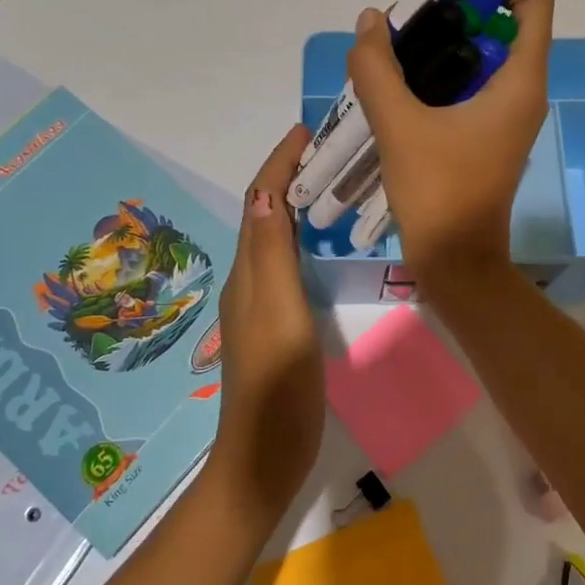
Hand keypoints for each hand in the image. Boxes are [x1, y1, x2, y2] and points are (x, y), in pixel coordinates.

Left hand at [209, 125, 325, 522]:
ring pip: (277, 238)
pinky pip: (288, 264)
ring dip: (298, 205)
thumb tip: (268, 194)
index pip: (259, 201)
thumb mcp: (278, 312)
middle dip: (290, 175)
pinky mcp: (279, 323)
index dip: (278, 163)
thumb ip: (273, 255)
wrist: (265, 454)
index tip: (306, 130)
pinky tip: (328, 246)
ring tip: (335, 185)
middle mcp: (250, 279)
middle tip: (331, 151)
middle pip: (266, 213)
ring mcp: (262, 303)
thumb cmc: (277, 384)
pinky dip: (305, 240)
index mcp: (248, 271)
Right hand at [345, 0, 554, 288]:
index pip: (534, 0)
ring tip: (394, 48)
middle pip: (503, 22)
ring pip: (483, 54)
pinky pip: (471, 84)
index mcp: (520, 81)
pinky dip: (440, 72)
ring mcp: (507, 114)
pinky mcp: (488, 133)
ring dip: (442, 42)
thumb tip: (370, 21)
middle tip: (407, 18)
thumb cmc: (438, 192)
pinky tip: (399, 82)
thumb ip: (378, 68)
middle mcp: (523, 91)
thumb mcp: (399, 126)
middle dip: (456, 10)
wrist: (455, 260)